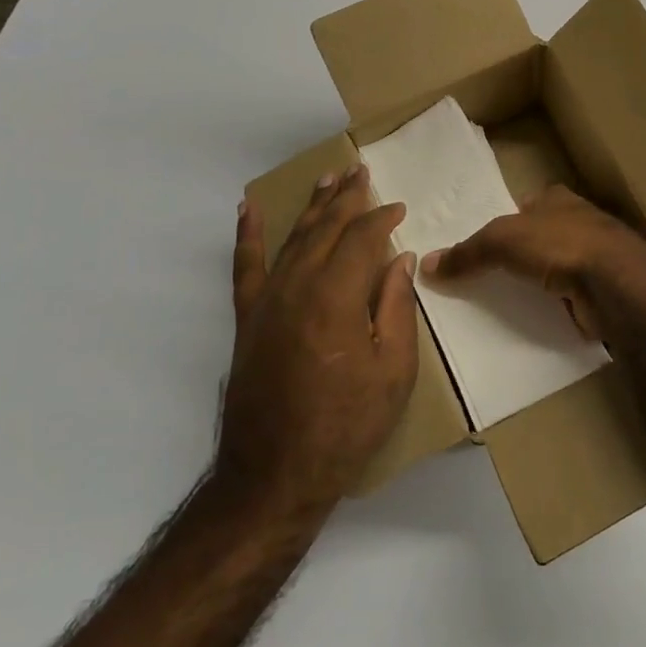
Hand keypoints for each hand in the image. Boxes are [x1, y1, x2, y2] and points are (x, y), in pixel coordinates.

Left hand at [217, 167, 419, 516]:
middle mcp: (298, 286)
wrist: (275, 475)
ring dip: (312, 206)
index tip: (399, 208)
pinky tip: (248, 208)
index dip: (382, 218)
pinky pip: (245, 266)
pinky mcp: (247, 318)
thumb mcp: (393, 371)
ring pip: (293, 238)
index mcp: (337, 296)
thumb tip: (400, 259)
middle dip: (348, 198)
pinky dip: (247, 234)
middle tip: (361, 171)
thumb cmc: (346, 425)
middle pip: (326, 229)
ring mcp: (267, 300)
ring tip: (327, 178)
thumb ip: (397, 308)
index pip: (362, 238)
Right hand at [421, 185, 645, 343]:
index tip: (485, 245)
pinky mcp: (600, 289)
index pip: (526, 206)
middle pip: (541, 237)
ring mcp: (593, 257)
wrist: (613, 282)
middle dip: (522, 254)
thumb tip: (426, 264)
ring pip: (555, 268)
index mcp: (557, 199)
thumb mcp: (501, 240)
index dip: (507, 221)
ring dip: (538, 282)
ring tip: (506, 303)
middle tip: (488, 277)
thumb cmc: (558, 244)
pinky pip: (567, 298)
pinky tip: (534, 321)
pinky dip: (553, 307)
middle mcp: (578, 222)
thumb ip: (467, 252)